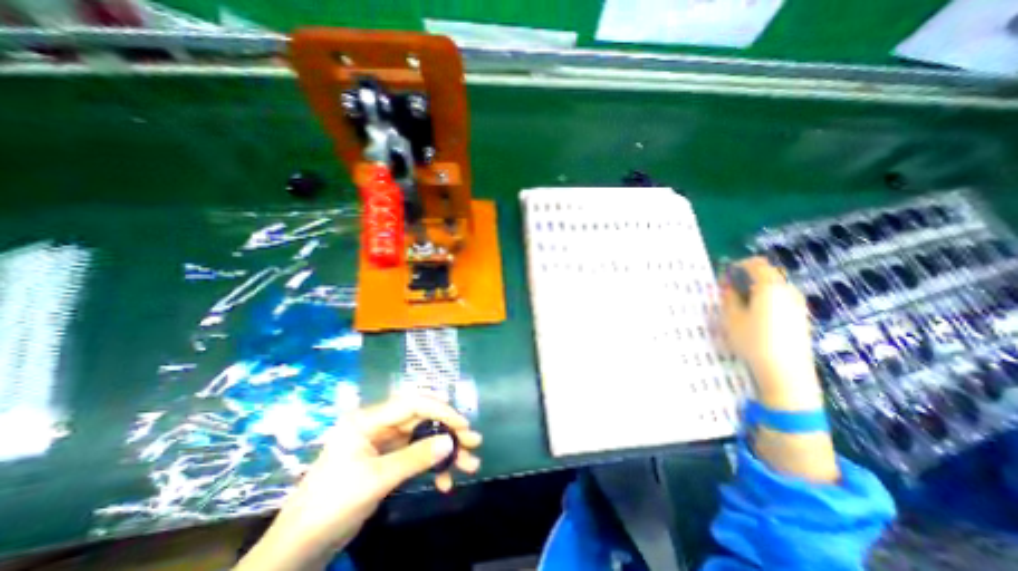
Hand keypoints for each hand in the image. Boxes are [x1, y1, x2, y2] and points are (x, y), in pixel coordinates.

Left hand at [233, 396, 481, 569]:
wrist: (298, 549)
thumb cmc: (330, 505)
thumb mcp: (375, 480)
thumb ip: (415, 458)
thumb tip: (450, 442)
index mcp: (368, 419)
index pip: (412, 403)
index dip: (440, 410)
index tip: (463, 424)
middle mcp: (379, 426)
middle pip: (422, 420)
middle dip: (448, 431)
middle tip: (473, 442)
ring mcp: (384, 444)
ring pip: (423, 439)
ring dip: (445, 452)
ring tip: (469, 464)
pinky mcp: (387, 461)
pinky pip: (416, 457)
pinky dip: (431, 467)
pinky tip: (445, 482)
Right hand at [718, 258, 820, 410]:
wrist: (786, 372)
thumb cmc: (753, 341)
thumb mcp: (731, 318)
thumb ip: (728, 298)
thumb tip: (728, 287)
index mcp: (770, 287)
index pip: (756, 264)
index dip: (738, 266)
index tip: (724, 277)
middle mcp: (788, 291)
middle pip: (767, 274)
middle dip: (747, 277)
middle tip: (730, 290)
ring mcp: (798, 304)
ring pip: (775, 286)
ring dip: (756, 288)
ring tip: (740, 304)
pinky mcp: (801, 317)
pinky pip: (782, 298)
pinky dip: (767, 298)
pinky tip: (756, 315)